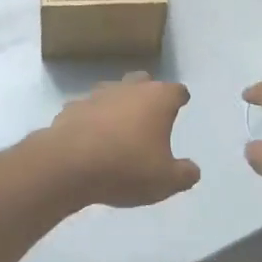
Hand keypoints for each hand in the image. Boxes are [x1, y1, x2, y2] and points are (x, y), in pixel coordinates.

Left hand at [36, 73, 200, 208]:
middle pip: (143, 81)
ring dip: (117, 104)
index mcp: (157, 99)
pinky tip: (90, 138)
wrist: (68, 165)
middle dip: (148, 93)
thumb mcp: (166, 181)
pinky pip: (86, 110)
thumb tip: (192, 170)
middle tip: (150, 114)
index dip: (180, 98)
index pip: (177, 91)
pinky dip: (91, 120)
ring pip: (112, 92)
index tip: (181, 104)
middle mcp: (128, 89)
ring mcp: (96, 96)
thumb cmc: (126, 167)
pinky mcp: (70, 109)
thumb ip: (184, 174)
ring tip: (119, 127)